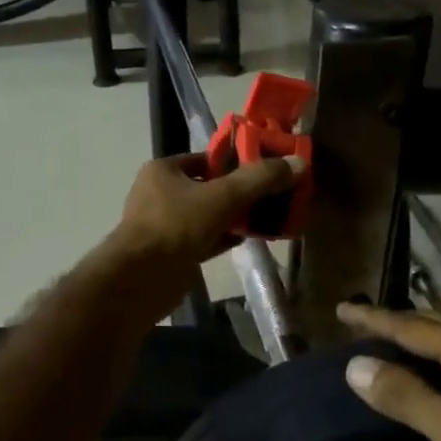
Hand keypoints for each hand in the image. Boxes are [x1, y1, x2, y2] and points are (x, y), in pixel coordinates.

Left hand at [101, 153, 303, 307]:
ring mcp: (165, 225)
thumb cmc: (176, 227)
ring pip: (209, 215)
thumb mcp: (223, 197)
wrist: (141, 281)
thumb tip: (298, 163)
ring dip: (235, 217)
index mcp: (164, 171)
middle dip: (240, 193)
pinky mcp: (172, 252)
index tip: (266, 171)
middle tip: (273, 196)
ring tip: (268, 217)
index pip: (207, 159)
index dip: (237, 163)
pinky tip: (249, 238)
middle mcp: (160, 194)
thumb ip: (260, 179)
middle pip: (210, 187)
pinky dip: (225, 237)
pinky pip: (205, 238)